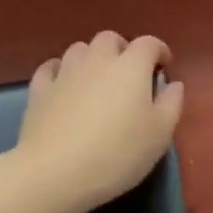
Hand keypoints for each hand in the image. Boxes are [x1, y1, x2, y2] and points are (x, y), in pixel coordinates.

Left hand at [17, 31, 184, 212]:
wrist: (55, 173)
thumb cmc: (117, 154)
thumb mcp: (159, 134)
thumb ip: (171, 104)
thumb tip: (173, 84)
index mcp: (131, 67)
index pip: (149, 43)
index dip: (159, 51)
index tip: (164, 67)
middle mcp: (98, 60)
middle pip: (110, 39)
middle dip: (122, 49)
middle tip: (129, 73)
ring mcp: (65, 73)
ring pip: (79, 49)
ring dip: (91, 57)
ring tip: (97, 80)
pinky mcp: (40, 90)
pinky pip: (51, 68)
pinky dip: (60, 71)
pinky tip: (64, 85)